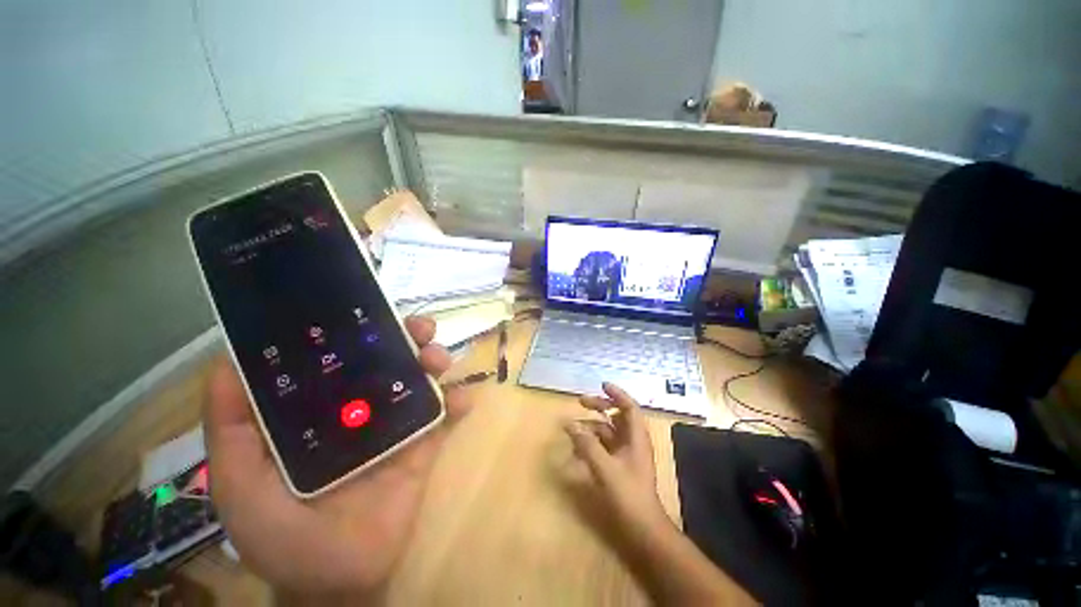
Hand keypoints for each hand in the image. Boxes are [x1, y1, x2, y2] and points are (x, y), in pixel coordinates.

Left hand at [204, 317, 469, 600]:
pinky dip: (458, 403)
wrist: (339, 579)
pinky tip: (465, 399)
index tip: (370, 311)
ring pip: (419, 381)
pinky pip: (444, 418)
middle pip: (388, 361)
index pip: (340, 357)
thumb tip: (226, 363)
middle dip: (407, 338)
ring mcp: (395, 426)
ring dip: (435, 362)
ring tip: (440, 361)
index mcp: (319, 409)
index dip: (355, 329)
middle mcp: (360, 408)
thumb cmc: (281, 532)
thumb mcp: (240, 483)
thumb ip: (230, 429)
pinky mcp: (421, 446)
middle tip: (422, 330)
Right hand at [563, 382, 668, 531]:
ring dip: (591, 427)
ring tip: (572, 428)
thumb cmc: (629, 495)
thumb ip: (587, 445)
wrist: (642, 529)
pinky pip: (603, 447)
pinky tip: (577, 450)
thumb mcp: (605, 468)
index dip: (617, 394)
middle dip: (599, 407)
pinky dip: (591, 444)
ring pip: (608, 432)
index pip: (629, 407)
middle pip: (616, 416)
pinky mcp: (618, 466)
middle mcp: (632, 442)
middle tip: (580, 401)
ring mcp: (625, 455)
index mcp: (636, 438)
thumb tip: (570, 424)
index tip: (602, 385)